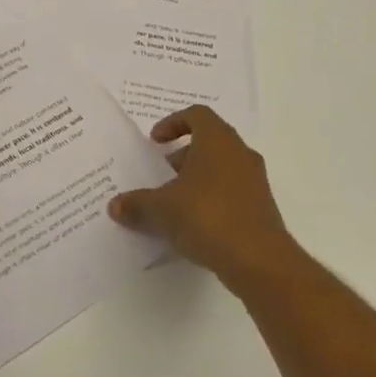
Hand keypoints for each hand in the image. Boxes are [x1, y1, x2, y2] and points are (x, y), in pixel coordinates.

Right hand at [107, 105, 300, 299]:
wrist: (259, 261)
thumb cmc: (207, 217)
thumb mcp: (161, 209)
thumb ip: (136, 203)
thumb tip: (114, 206)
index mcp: (218, 141)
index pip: (197, 115)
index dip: (173, 123)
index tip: (155, 142)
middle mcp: (240, 154)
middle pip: (208, 142)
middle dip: (181, 156)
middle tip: (160, 174)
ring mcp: (254, 182)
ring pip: (220, 168)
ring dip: (195, 179)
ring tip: (172, 203)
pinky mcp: (260, 208)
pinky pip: (230, 192)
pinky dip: (210, 200)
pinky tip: (191, 225)